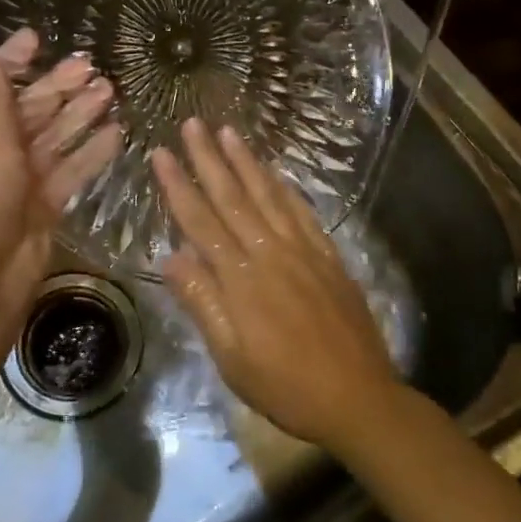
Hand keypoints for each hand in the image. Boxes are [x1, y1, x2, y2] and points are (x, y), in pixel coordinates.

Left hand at [0, 30, 119, 353]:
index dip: (10, 63)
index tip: (37, 39)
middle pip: (25, 112)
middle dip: (56, 88)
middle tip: (90, 65)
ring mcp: (17, 182)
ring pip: (52, 140)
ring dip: (78, 116)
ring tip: (110, 90)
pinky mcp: (43, 206)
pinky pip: (68, 172)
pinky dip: (89, 154)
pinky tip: (116, 133)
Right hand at [151, 119, 404, 450]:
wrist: (358, 398)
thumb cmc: (286, 386)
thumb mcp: (232, 358)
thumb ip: (203, 303)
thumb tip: (171, 257)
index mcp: (241, 278)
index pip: (200, 221)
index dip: (178, 185)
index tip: (161, 153)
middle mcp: (271, 253)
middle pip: (233, 197)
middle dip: (210, 158)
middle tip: (193, 123)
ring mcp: (304, 251)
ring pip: (269, 195)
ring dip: (246, 161)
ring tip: (230, 131)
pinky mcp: (329, 257)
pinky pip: (303, 212)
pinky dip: (285, 187)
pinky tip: (276, 172)